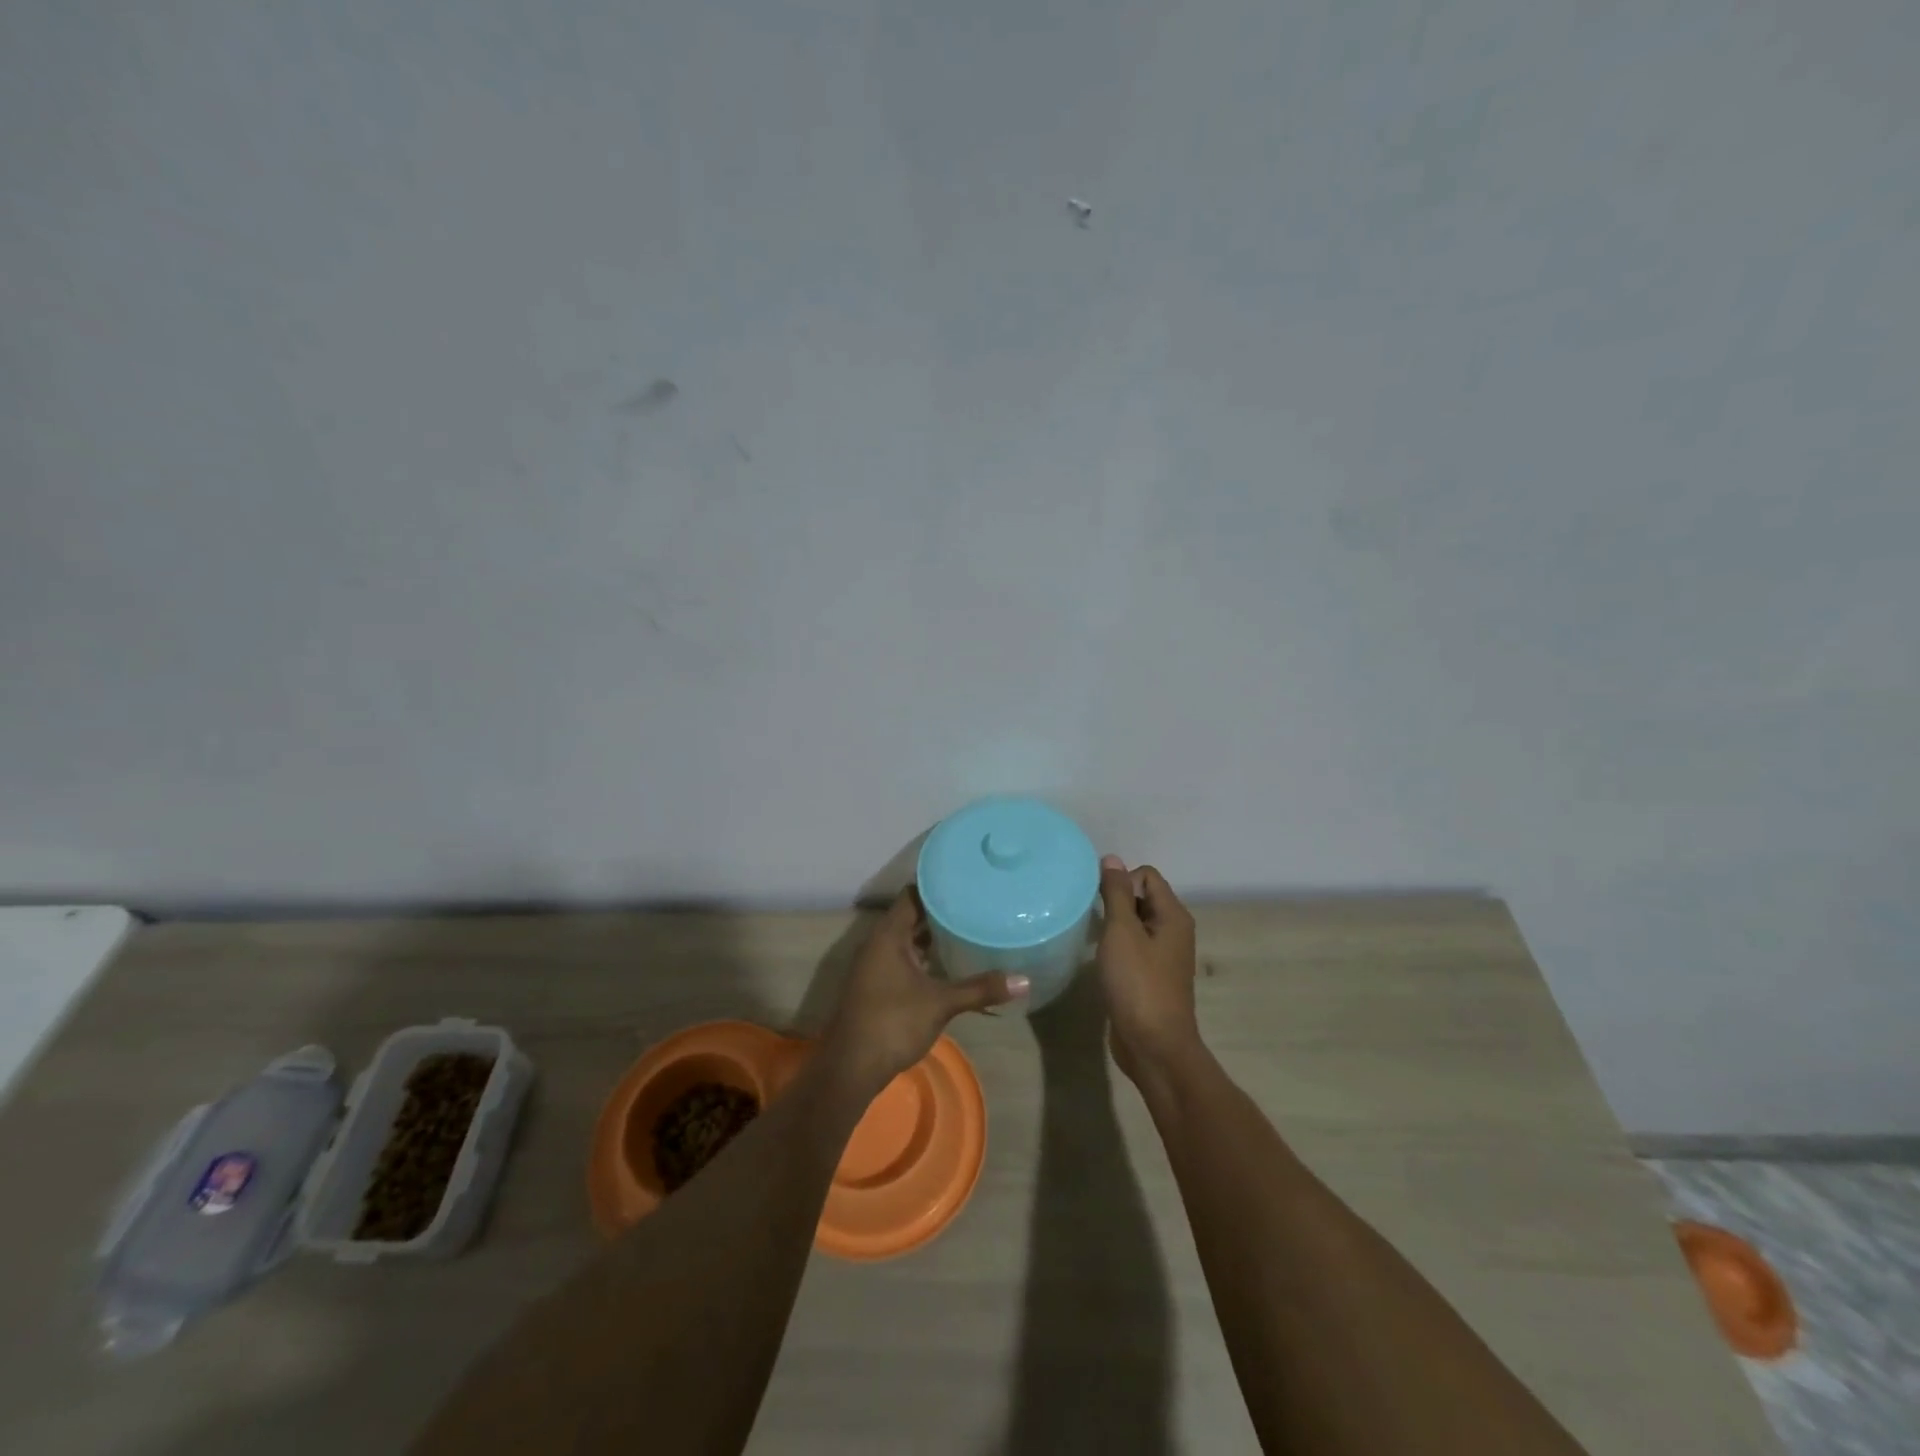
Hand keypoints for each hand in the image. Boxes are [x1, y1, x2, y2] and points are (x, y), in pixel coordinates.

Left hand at [821, 888, 1027, 1095]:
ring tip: (969, 929)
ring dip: (932, 936)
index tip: (966, 883)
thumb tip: (1025, 981)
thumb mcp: (941, 1003)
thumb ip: (980, 988)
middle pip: (911, 915)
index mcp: (889, 934)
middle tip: (976, 905)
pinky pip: (903, 958)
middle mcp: (878, 943)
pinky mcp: (877, 985)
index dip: (938, 886)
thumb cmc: (893, 1023)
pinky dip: (925, 957)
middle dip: (941, 912)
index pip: (913, 894)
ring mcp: (875, 965)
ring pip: (907, 939)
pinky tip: (949, 964)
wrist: (850, 1068)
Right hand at [1095, 856, 1202, 1086]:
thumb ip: (1116, 894)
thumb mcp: (1122, 932)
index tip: (1099, 902)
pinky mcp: (1151, 977)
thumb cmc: (1138, 984)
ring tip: (1092, 938)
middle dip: (1115, 901)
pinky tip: (1100, 960)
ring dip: (1113, 925)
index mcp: (1173, 916)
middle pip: (1143, 897)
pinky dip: (1116, 947)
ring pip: (1135, 924)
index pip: (1147, 875)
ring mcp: (1164, 956)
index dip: (1122, 880)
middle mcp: (1173, 931)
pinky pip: (1133, 948)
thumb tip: (1112, 859)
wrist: (1154, 1046)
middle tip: (1092, 919)